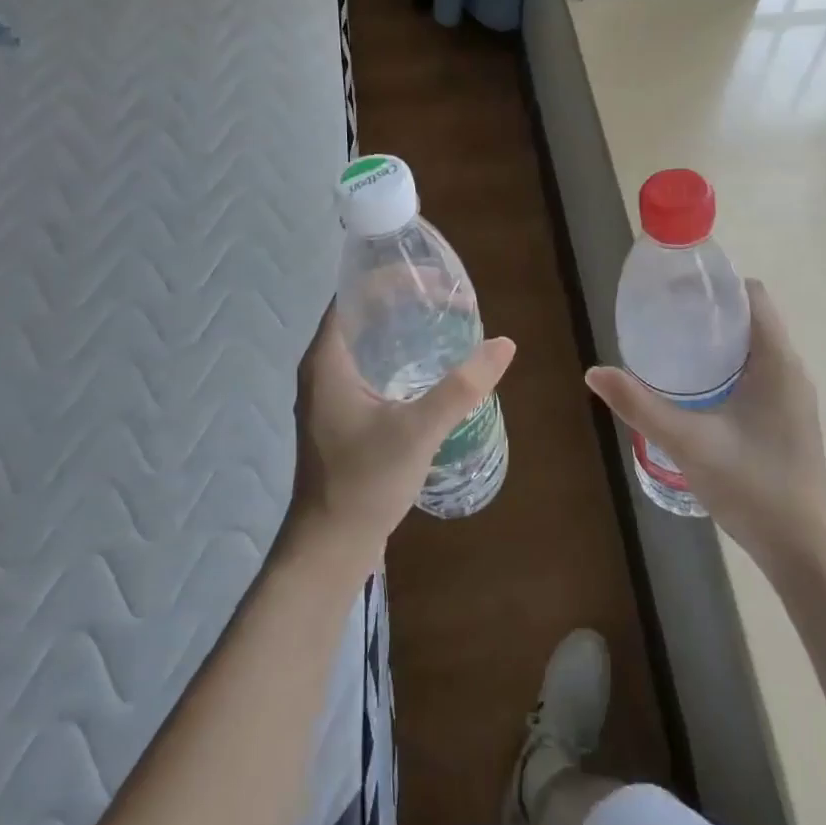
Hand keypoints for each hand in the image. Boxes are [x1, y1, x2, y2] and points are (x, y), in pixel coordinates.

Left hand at [286, 302, 515, 572]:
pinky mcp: (340, 416)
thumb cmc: (365, 482)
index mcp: (327, 360)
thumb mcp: (418, 430)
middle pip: (360, 316)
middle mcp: (322, 369)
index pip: (352, 296)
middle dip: (402, 301)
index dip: (389, 278)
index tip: (432, 277)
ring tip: (442, 325)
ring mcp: (329, 395)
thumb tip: (504, 344)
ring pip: (365, 344)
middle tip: (447, 299)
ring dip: (399, 330)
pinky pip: (367, 368)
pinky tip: (427, 369)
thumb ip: (462, 387)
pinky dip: (395, 357)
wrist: (330, 547)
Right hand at [585, 279, 825, 572]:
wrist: (804, 550)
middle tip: (663, 316)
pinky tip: (695, 388)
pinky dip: (727, 364)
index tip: (675, 289)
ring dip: (718, 339)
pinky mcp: (788, 418)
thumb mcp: (688, 442)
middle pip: (751, 317)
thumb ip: (640, 405)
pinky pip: (758, 371)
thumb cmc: (752, 487)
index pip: (752, 295)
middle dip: (708, 310)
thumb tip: (594, 372)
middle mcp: (791, 370)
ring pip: (754, 347)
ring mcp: (793, 396)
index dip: (716, 283)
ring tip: (672, 345)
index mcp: (777, 361)